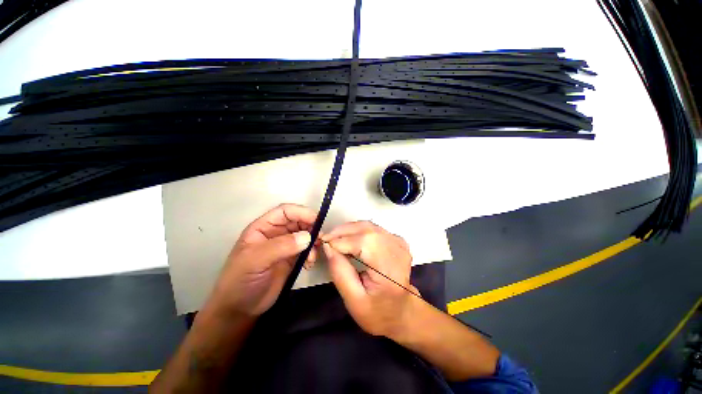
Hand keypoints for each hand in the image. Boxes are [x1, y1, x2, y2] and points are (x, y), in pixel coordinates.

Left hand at [207, 204, 317, 316]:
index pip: (285, 211)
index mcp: (263, 227)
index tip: (317, 221)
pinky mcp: (292, 258)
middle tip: (320, 239)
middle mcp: (276, 233)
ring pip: (305, 235)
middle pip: (298, 221)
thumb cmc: (240, 281)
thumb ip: (281, 246)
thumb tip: (308, 237)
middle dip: (311, 227)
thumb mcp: (255, 260)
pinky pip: (307, 249)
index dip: (301, 212)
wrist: (240, 310)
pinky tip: (309, 264)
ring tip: (313, 256)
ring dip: (313, 242)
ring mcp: (285, 246)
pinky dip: (312, 253)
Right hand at [321, 221, 418, 338]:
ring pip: (369, 226)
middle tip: (327, 239)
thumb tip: (327, 246)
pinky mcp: (397, 240)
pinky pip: (373, 228)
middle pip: (367, 230)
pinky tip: (349, 239)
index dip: (342, 240)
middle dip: (343, 232)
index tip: (323, 243)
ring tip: (335, 239)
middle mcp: (398, 252)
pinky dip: (358, 230)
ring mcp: (399, 243)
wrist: (401, 312)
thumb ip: (340, 272)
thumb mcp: (353, 300)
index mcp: (390, 271)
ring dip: (349, 229)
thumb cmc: (377, 312)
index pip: (364, 243)